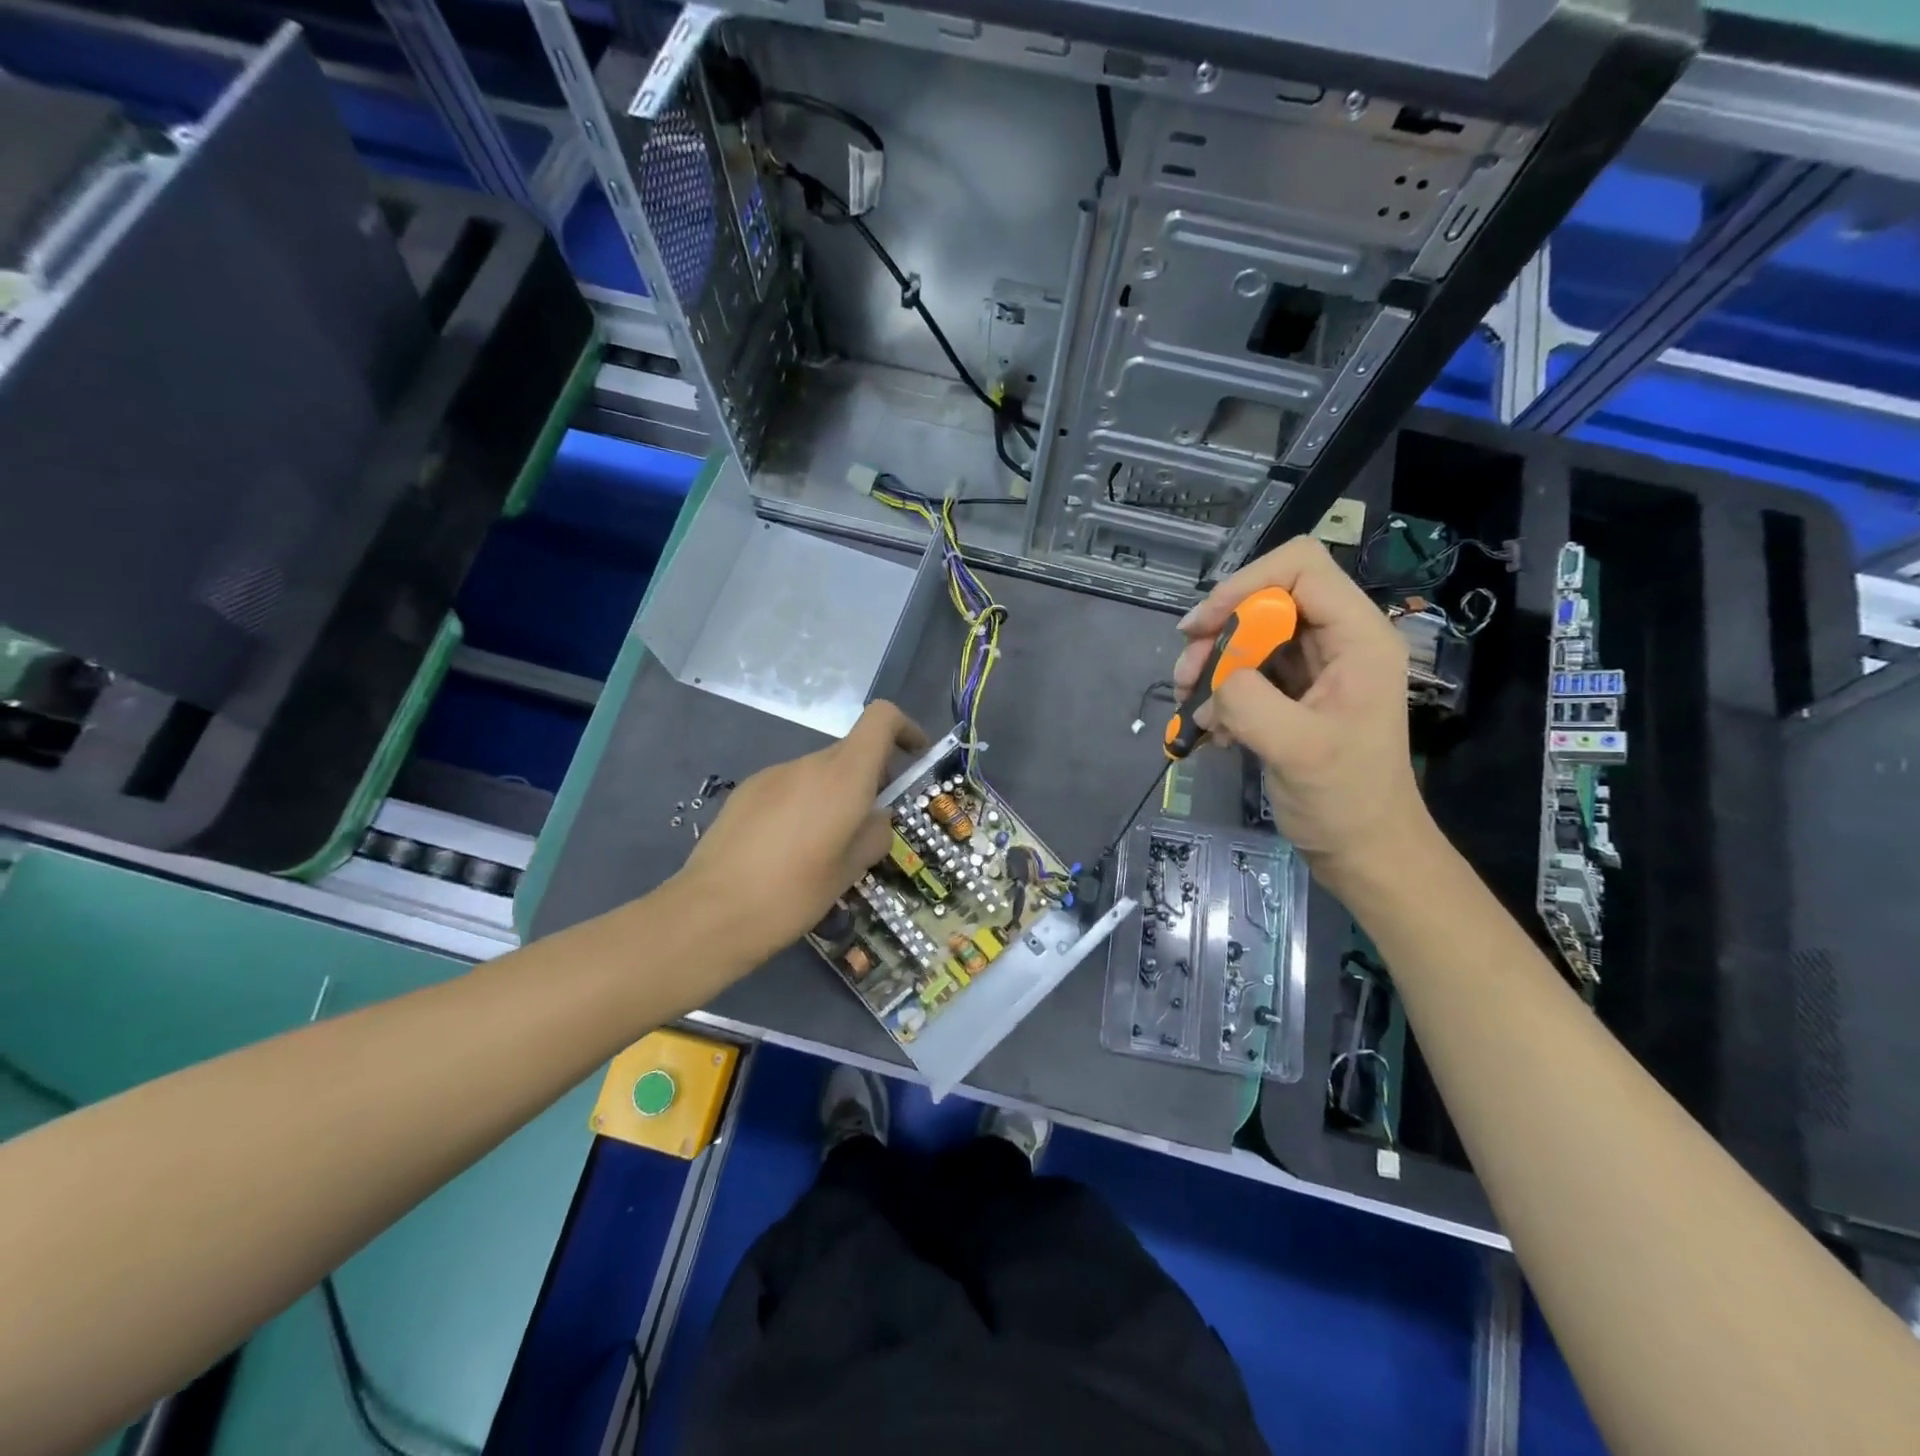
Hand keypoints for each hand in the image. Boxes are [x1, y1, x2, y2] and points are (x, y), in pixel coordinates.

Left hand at [675, 701, 929, 962]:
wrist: (711, 913)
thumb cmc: (794, 893)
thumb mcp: (851, 870)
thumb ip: (875, 834)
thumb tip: (876, 818)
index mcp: (843, 776)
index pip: (881, 719)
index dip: (905, 728)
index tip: (914, 758)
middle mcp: (808, 763)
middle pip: (851, 751)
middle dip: (870, 777)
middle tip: (870, 824)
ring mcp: (772, 775)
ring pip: (819, 772)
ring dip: (834, 795)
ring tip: (824, 846)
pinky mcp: (745, 792)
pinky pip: (789, 787)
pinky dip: (803, 804)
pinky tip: (787, 849)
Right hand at [1174, 538, 1431, 884]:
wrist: (1363, 850)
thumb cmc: (1345, 800)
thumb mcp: (1297, 749)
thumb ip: (1249, 701)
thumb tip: (1214, 679)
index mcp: (1359, 638)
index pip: (1300, 567)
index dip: (1245, 585)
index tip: (1204, 630)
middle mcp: (1339, 640)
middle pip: (1267, 599)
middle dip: (1219, 634)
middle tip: (1186, 678)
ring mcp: (1316, 667)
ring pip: (1250, 635)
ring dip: (1212, 666)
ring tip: (1192, 709)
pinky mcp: (1294, 692)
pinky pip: (1247, 671)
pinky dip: (1220, 694)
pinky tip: (1210, 731)